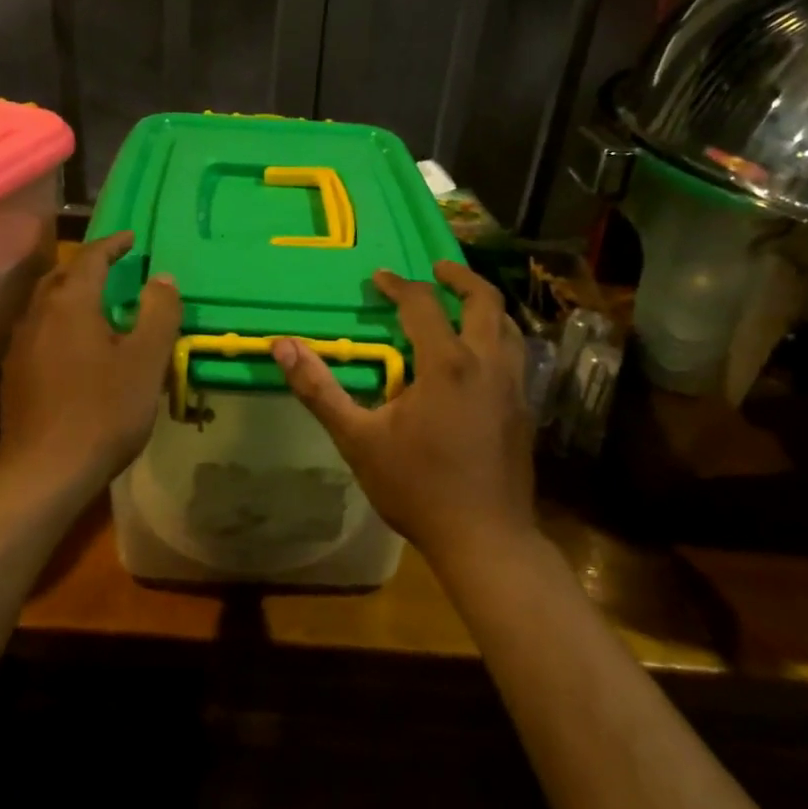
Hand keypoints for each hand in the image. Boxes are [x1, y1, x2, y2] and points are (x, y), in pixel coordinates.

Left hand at [0, 232, 181, 498]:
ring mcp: (20, 346)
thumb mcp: (146, 361)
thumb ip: (158, 313)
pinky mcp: (13, 376)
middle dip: (87, 266)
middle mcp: (38, 315)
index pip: (90, 258)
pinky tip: (73, 347)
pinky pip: (39, 332)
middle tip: (113, 268)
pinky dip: (59, 324)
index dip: (112, 245)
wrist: (44, 472)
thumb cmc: (103, 411)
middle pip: (61, 277)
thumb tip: (162, 278)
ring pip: (46, 305)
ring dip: (71, 295)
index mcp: (70, 304)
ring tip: (96, 305)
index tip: (132, 239)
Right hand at [273, 261, 534, 563]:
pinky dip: (497, 337)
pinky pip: (515, 356)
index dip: (399, 285)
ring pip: (508, 327)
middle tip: (436, 269)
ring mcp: (514, 387)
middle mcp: (488, 365)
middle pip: (485, 301)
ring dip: (484, 306)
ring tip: (460, 304)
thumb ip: (320, 390)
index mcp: (448, 364)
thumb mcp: (358, 439)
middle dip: (459, 277)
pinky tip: (479, 357)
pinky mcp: (525, 410)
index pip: (423, 305)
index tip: (379, 278)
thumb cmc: (417, 488)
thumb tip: (283, 346)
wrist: (485, 539)